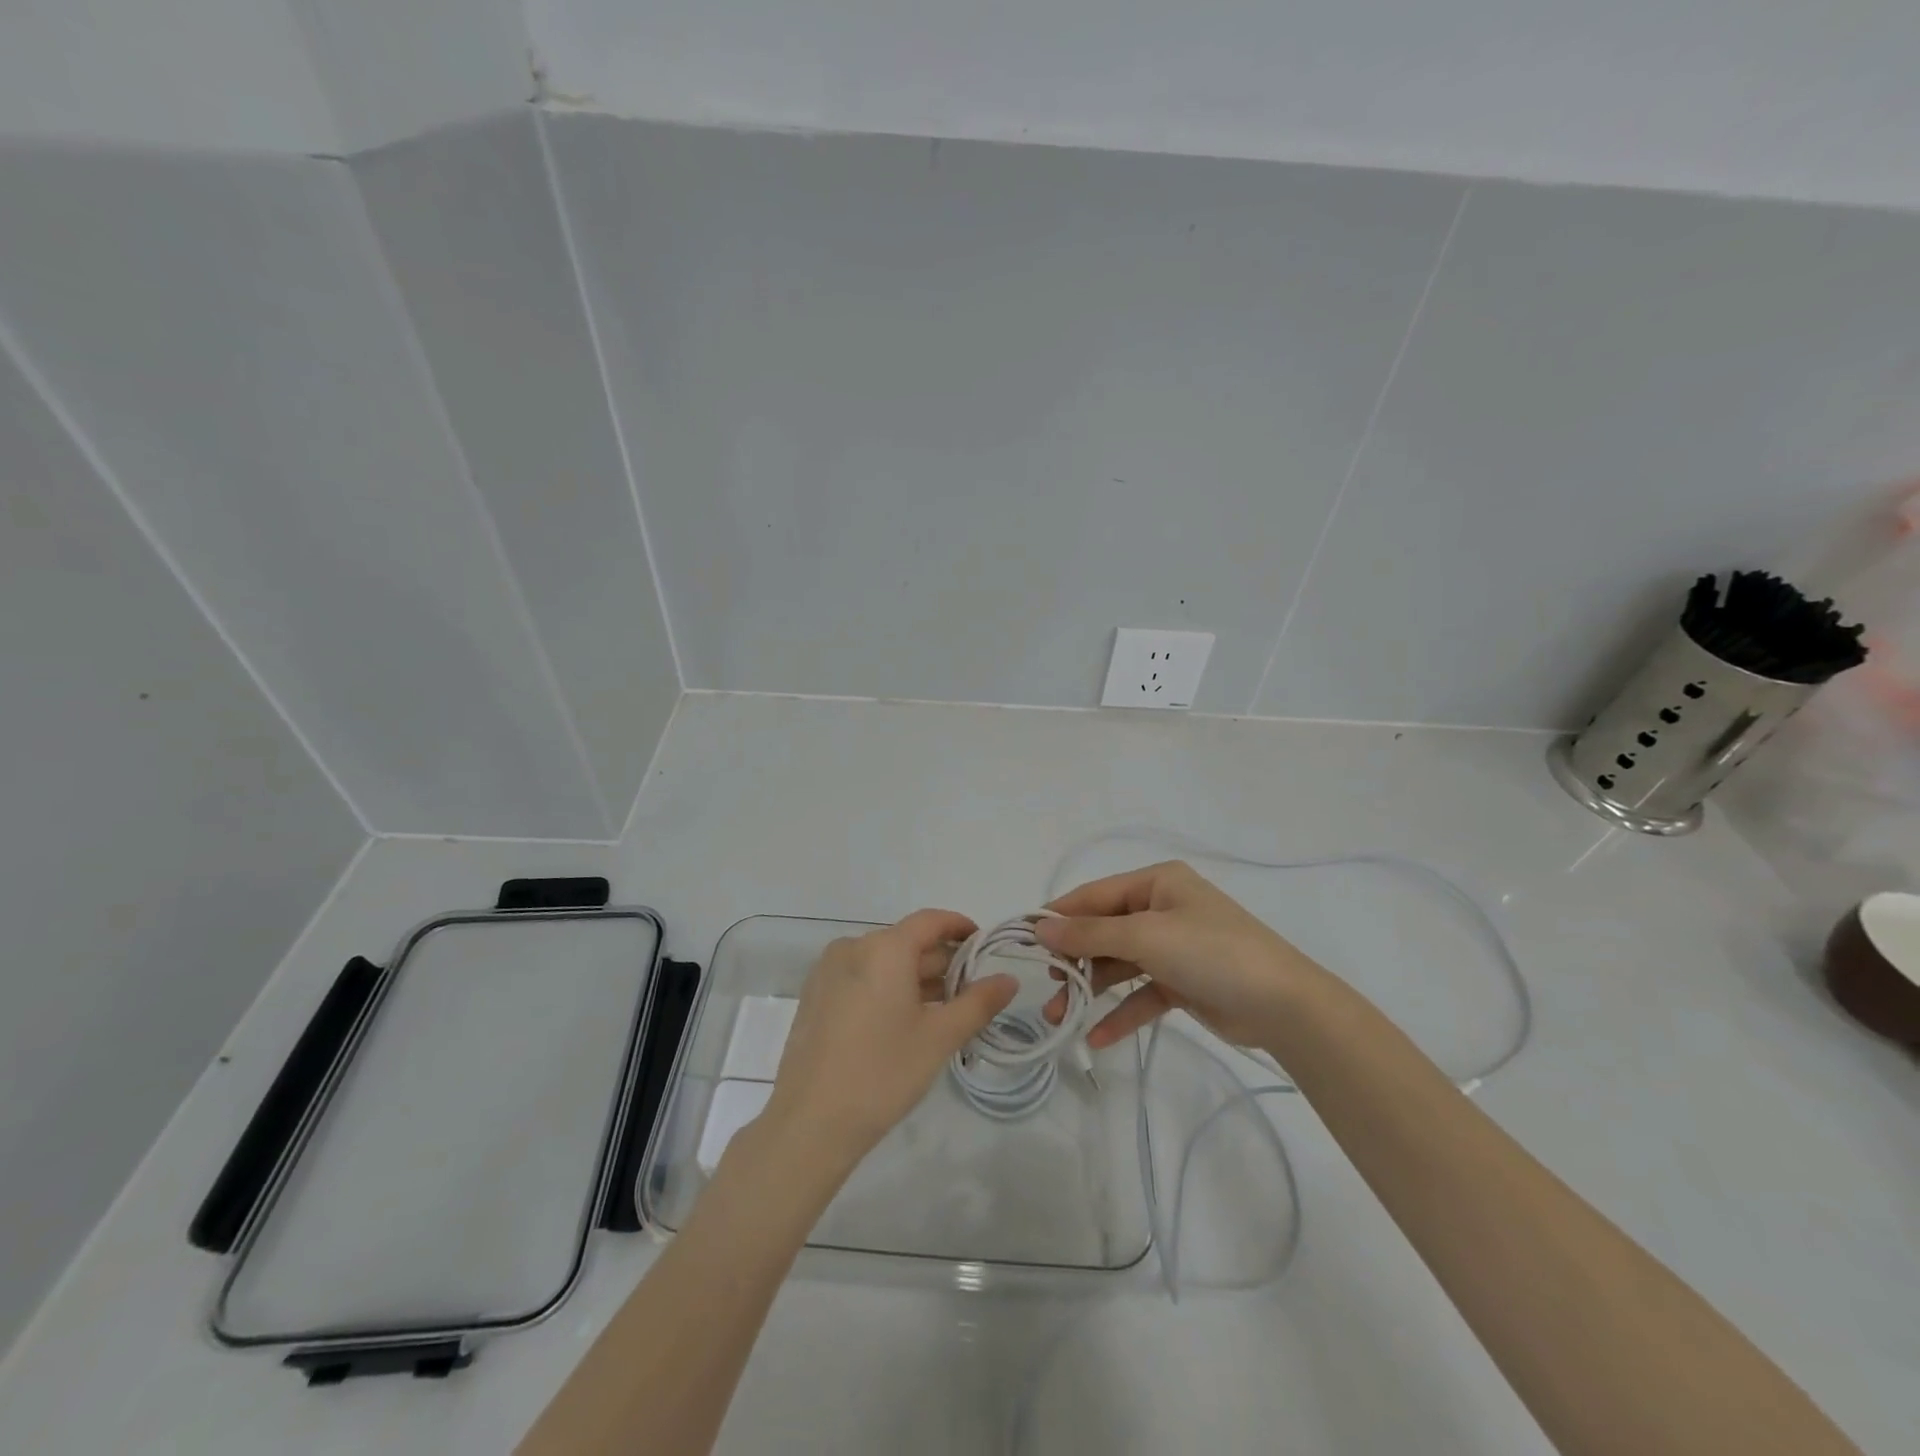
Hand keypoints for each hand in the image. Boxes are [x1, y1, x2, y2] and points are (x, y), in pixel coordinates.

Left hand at [763, 910, 1018, 1170]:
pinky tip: (905, 1021)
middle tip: (972, 990)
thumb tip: (1009, 979)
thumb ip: (978, 1002)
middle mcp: (853, 947)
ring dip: (916, 978)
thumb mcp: (939, 1037)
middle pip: (907, 942)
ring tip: (945, 1009)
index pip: (930, 921)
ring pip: (884, 962)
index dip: (960, 927)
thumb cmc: (882, 1073)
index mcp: (883, 948)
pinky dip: (888, 988)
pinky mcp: (816, 996)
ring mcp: (828, 971)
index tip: (984, 946)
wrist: (810, 1123)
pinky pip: (862, 977)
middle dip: (942, 961)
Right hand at [1036, 861, 1326, 1051]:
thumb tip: (1039, 928)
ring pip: (1119, 965)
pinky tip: (1097, 1037)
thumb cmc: (1211, 952)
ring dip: (1091, 990)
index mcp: (1156, 882)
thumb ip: (1089, 934)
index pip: (1094, 896)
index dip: (1059, 917)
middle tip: (1046, 989)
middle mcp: (1162, 908)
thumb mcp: (1145, 936)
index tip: (1024, 941)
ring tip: (1060, 1018)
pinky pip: (1141, 993)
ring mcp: (1173, 947)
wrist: (1284, 1006)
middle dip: (1074, 961)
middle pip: (1104, 931)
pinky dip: (1120, 1013)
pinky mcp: (1183, 982)